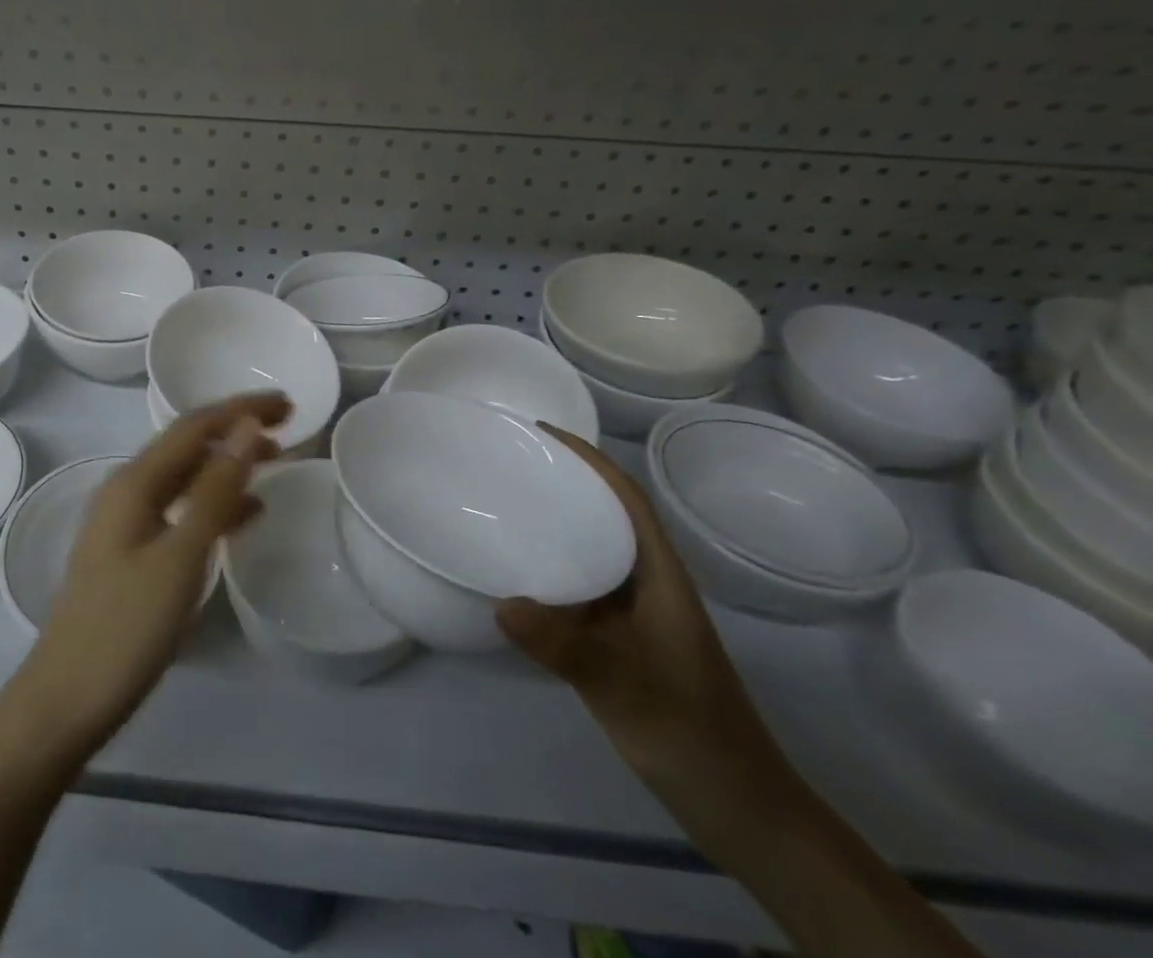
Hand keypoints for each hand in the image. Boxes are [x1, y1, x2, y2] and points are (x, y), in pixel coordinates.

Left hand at [2, 393, 290, 768]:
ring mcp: (127, 522)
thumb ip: (216, 491)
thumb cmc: (125, 628)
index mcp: (134, 482)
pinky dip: (216, 503)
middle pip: (189, 444)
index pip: (195, 426)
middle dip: (236, 429)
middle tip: (288, 426)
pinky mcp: (132, 553)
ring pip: (186, 476)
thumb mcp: (180, 557)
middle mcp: (127, 490)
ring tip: (276, 461)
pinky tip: (246, 514)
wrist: (65, 701)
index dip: (241, 409)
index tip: (288, 403)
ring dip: (229, 464)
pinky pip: (181, 510)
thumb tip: (247, 429)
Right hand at [496, 424, 781, 781]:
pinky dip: (551, 571)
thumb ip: (565, 647)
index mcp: (661, 575)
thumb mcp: (625, 687)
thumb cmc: (691, 732)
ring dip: (556, 525)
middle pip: (606, 516)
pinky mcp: (623, 641)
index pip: (626, 498)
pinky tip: (517, 578)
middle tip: (508, 464)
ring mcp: (637, 614)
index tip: (541, 433)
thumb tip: (501, 602)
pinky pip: (581, 588)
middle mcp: (649, 583)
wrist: (741, 808)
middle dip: (564, 483)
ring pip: (593, 552)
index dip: (589, 459)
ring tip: (504, 507)